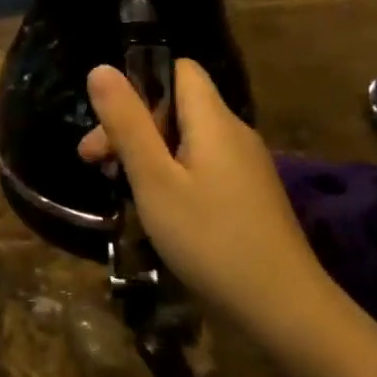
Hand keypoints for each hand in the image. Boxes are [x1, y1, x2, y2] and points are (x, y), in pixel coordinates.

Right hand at [79, 60, 331, 336]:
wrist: (283, 309)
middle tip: (93, 163)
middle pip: (178, 108)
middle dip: (133, 127)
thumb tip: (101, 68)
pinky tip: (158, 211)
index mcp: (215, 120)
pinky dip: (173, 177)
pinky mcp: (249, 197)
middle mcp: (235, 134)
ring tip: (119, 189)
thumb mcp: (154, 180)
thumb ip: (127, 123)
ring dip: (149, 155)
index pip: (180, 70)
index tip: (111, 123)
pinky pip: (203, 168)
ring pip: (188, 141)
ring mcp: (246, 168)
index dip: (142, 84)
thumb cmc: (209, 238)